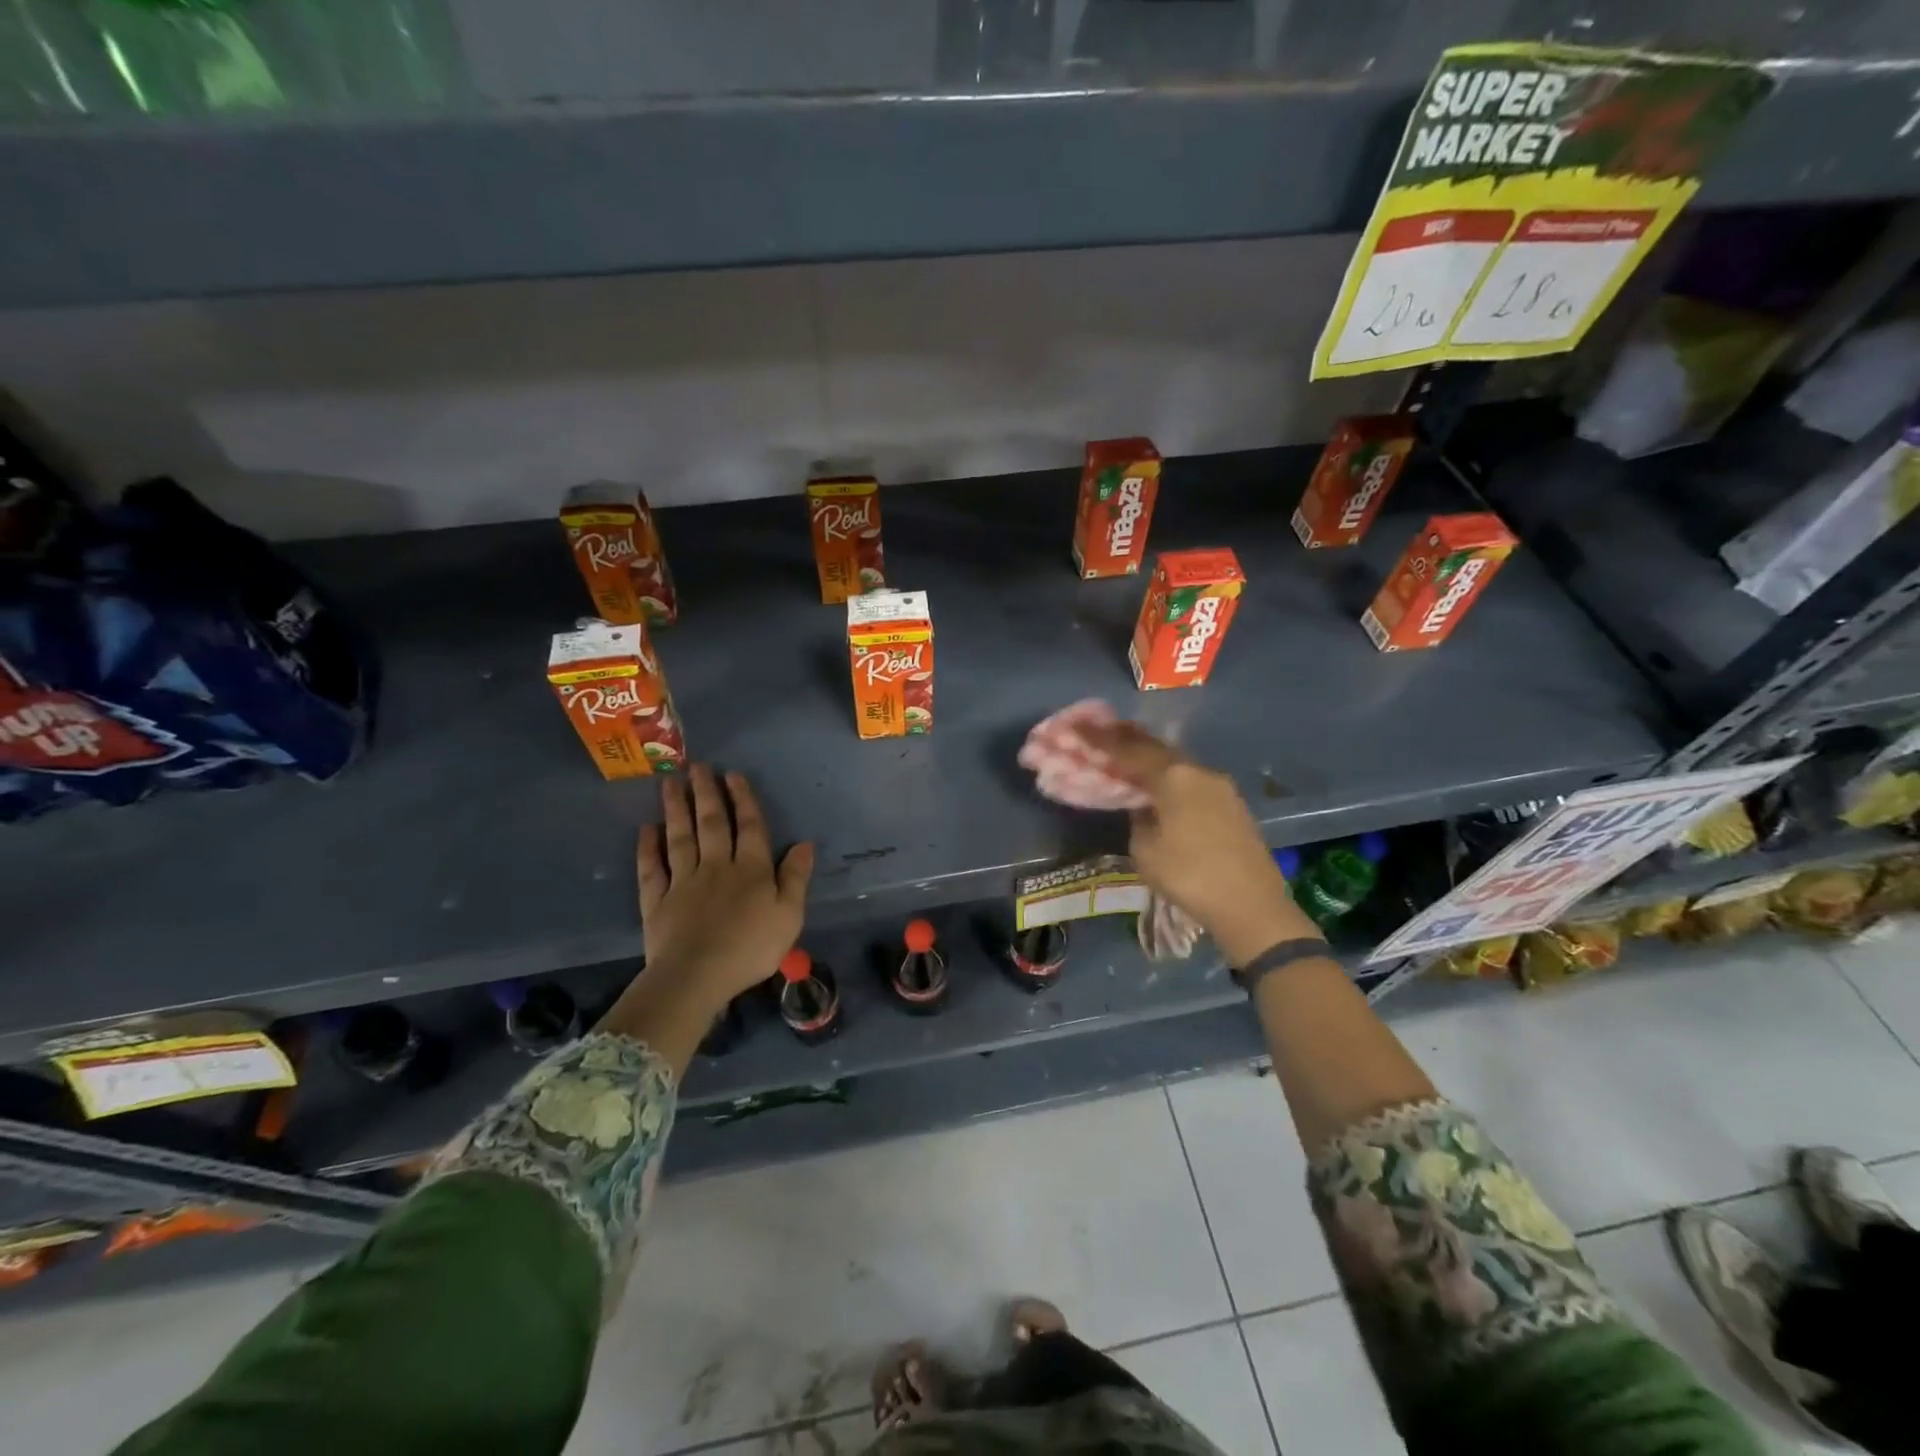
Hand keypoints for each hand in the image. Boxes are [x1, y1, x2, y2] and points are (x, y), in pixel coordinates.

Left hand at [636, 764, 814, 1007]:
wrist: (697, 977)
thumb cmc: (750, 948)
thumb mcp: (789, 916)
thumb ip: (795, 878)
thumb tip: (803, 844)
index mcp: (751, 870)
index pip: (749, 827)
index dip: (743, 800)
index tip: (733, 775)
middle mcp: (716, 866)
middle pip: (712, 824)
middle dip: (707, 793)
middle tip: (698, 766)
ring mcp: (683, 881)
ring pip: (680, 837)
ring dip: (677, 809)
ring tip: (670, 782)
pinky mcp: (657, 901)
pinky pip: (652, 868)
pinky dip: (647, 847)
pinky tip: (646, 829)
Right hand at [1078, 722, 1316, 965]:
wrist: (1252, 906)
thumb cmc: (1190, 876)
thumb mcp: (1146, 851)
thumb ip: (1138, 820)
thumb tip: (1143, 807)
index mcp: (1174, 777)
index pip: (1129, 751)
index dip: (1100, 739)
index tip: (1079, 726)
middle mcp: (1199, 772)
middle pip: (1157, 748)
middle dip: (1128, 739)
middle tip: (1102, 732)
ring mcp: (1221, 787)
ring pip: (1177, 764)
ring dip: (1151, 758)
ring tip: (1128, 757)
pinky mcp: (1233, 805)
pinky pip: (1192, 781)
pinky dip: (1170, 777)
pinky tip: (1160, 786)